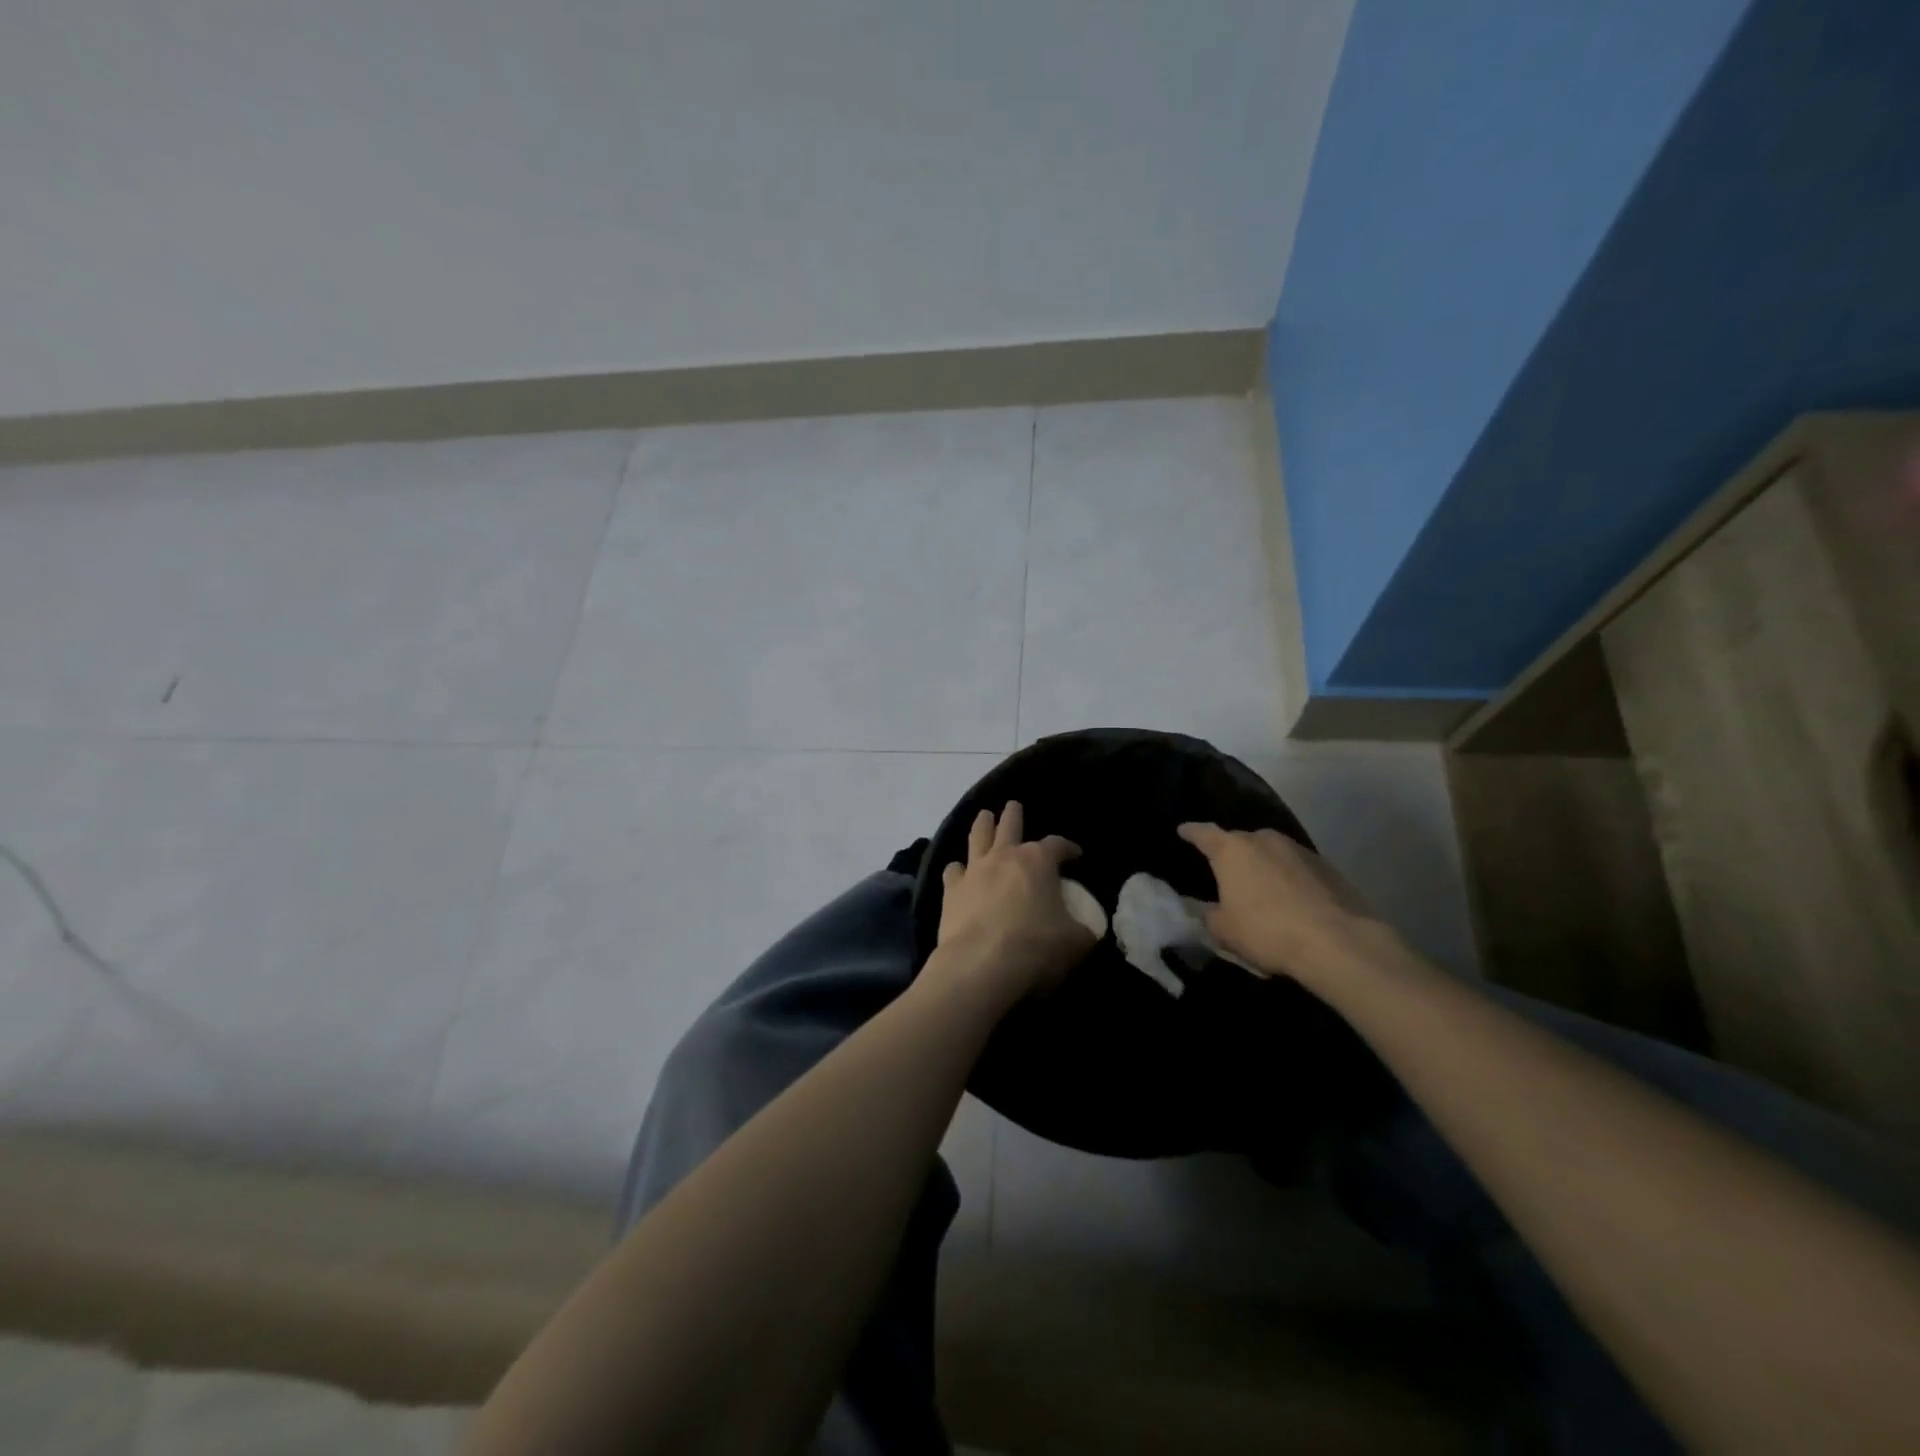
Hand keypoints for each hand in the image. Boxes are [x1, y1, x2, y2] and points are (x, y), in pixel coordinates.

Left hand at [935, 802, 1093, 998]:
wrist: (980, 965)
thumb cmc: (1035, 948)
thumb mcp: (1076, 942)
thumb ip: (1083, 930)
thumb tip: (1087, 929)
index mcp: (1038, 861)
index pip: (1057, 845)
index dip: (1068, 848)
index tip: (1076, 855)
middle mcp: (1004, 856)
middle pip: (1010, 824)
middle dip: (1014, 814)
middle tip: (1014, 806)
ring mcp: (974, 870)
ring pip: (977, 836)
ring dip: (983, 824)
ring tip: (984, 817)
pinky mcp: (951, 890)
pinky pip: (953, 870)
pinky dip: (958, 869)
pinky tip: (958, 871)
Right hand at [1176, 822, 1385, 984]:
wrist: (1338, 942)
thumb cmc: (1267, 931)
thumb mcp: (1224, 930)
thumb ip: (1207, 914)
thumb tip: (1205, 907)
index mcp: (1232, 850)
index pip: (1202, 832)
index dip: (1190, 832)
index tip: (1182, 831)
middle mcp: (1263, 839)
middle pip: (1239, 840)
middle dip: (1230, 853)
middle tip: (1224, 871)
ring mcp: (1298, 849)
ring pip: (1270, 851)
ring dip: (1263, 865)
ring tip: (1260, 887)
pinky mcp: (1326, 865)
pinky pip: (1295, 866)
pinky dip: (1288, 876)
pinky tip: (1291, 898)